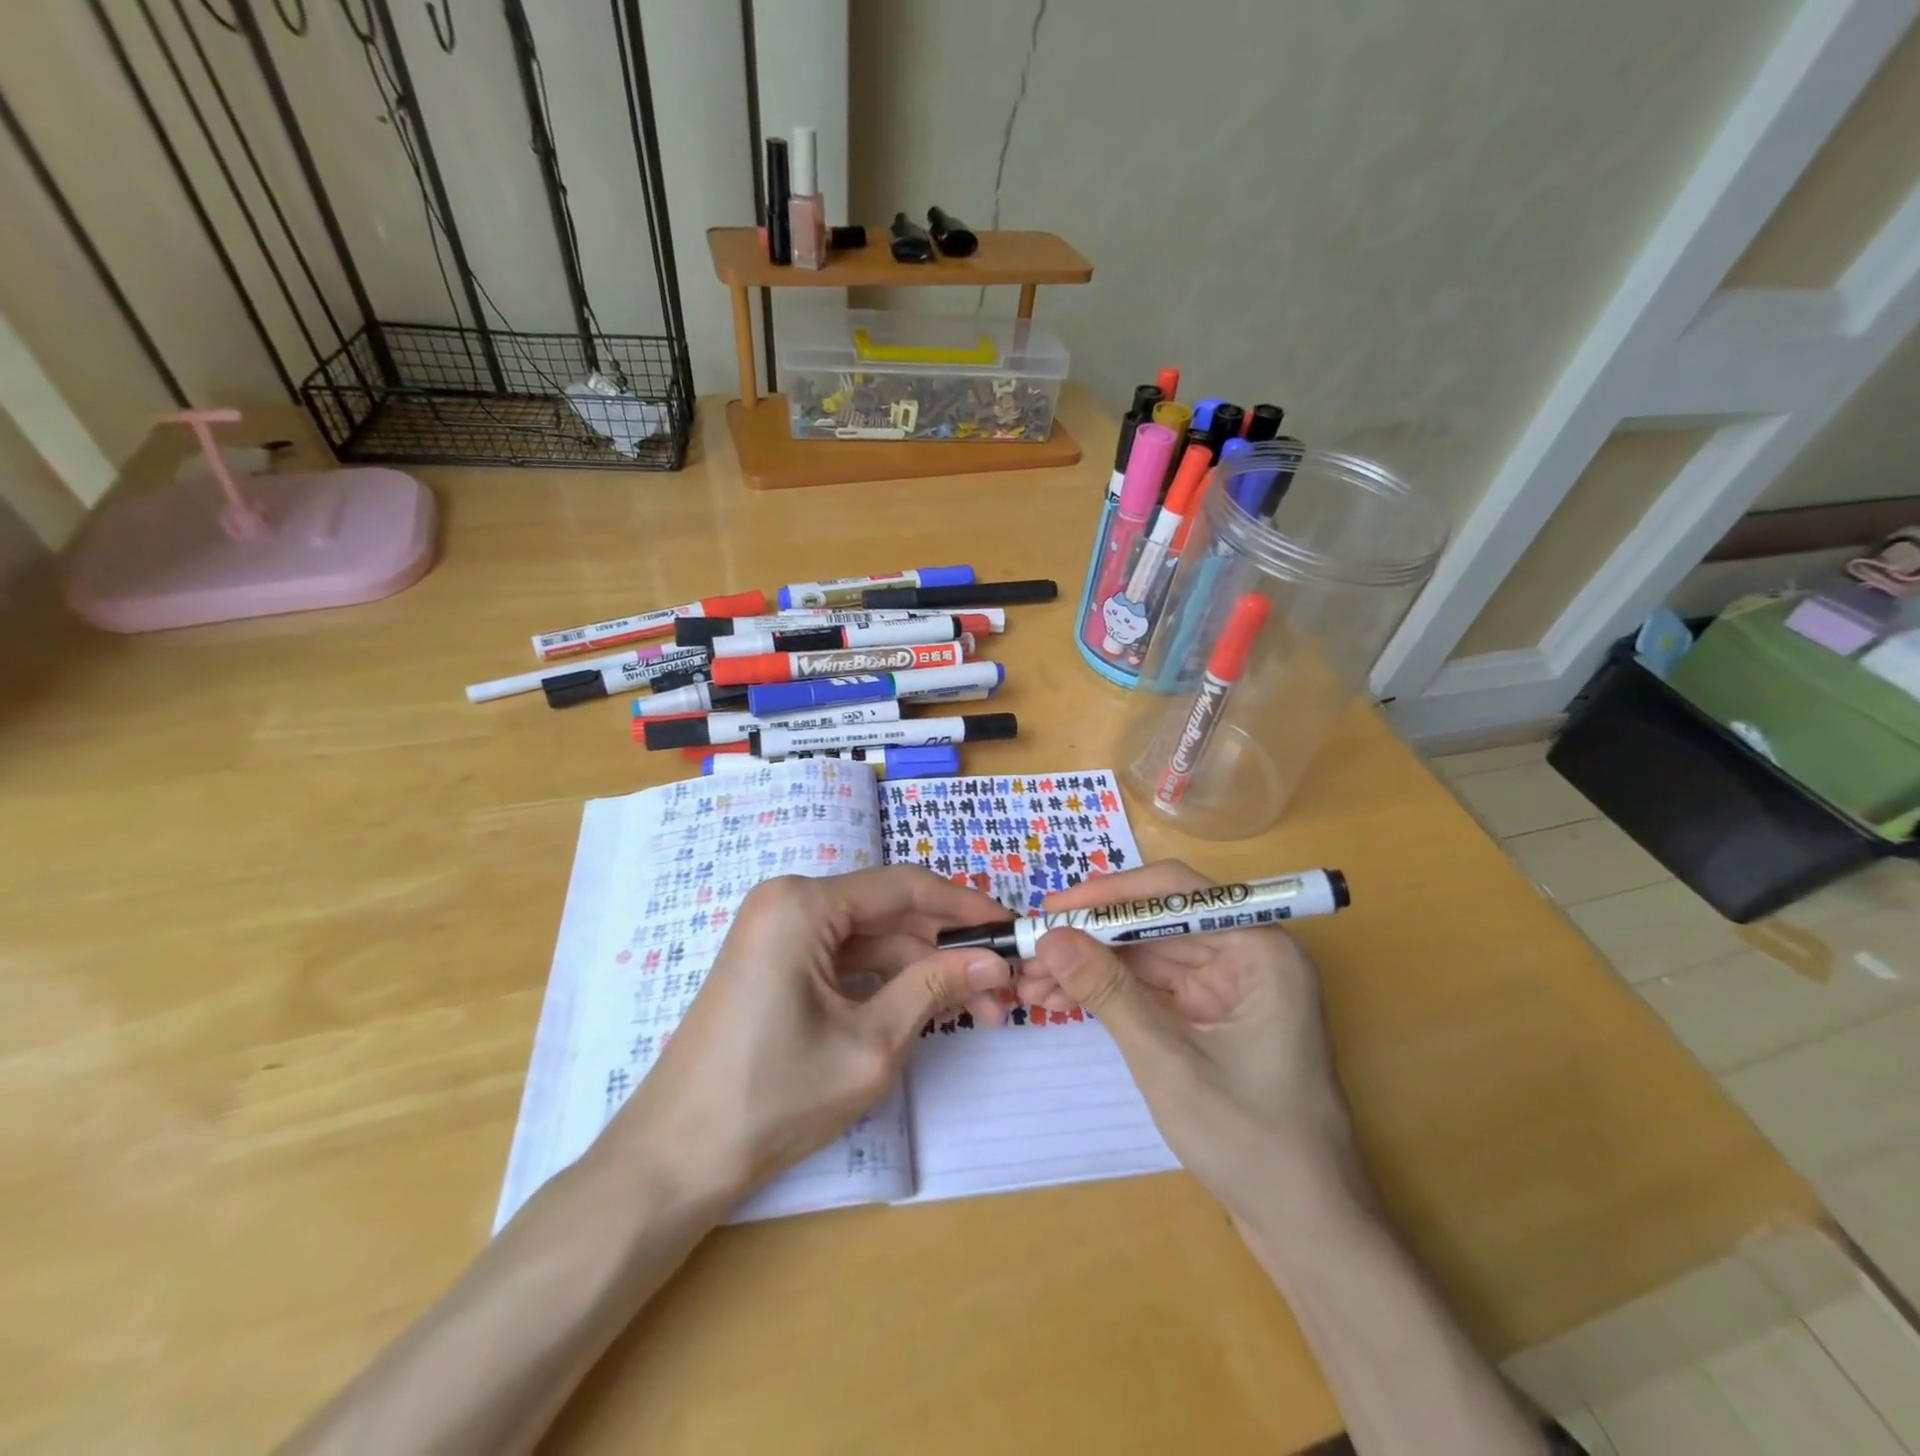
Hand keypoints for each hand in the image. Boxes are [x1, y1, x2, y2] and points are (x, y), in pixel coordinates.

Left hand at [606, 867, 1013, 1204]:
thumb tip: (995, 960)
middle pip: (888, 914)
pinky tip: (926, 1010)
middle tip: (1000, 989)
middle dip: (946, 950)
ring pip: (870, 940)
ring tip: (975, 1012)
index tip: (1012, 928)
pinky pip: (844, 959)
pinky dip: (886, 982)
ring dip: (921, 971)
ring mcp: (778, 933)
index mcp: (804, 903)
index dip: (964, 906)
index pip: (904, 886)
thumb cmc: (773, 1097)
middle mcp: (789, 902)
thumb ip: (935, 988)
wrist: (674, 1161)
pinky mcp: (774, 964)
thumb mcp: (871, 1044)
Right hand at [1021, 861, 1362, 1216]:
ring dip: (1090, 966)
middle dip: (1090, 938)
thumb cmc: (1250, 1141)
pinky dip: (1108, 992)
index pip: (1175, 893)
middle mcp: (1246, 954)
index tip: (1052, 910)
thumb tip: (1050, 938)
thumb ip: (1108, 992)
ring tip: (1031, 983)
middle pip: (1154, 923)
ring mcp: (1228, 985)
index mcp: (1260, 948)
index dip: (1110, 895)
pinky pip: (1150, 987)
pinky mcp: (1210, 1014)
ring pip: (1145, 955)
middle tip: (1029, 951)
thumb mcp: (1167, 1061)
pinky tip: (1060, 1001)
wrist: (1304, 1229)